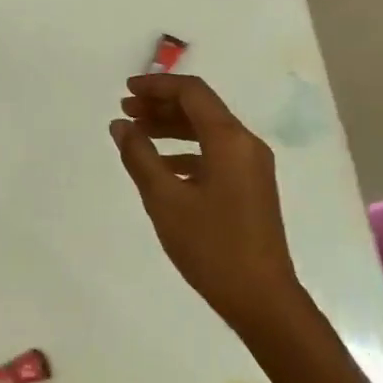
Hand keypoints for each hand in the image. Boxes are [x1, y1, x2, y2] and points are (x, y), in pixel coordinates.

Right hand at [111, 74, 306, 339]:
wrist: (261, 296)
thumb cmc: (210, 246)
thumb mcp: (165, 200)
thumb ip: (140, 157)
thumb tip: (121, 125)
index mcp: (230, 140)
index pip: (193, 93)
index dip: (158, 86)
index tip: (126, 90)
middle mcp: (246, 144)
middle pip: (201, 109)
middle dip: (162, 105)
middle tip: (125, 110)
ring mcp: (252, 167)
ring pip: (208, 132)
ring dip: (172, 127)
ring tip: (136, 132)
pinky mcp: (250, 187)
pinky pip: (215, 154)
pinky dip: (186, 151)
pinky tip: (160, 165)